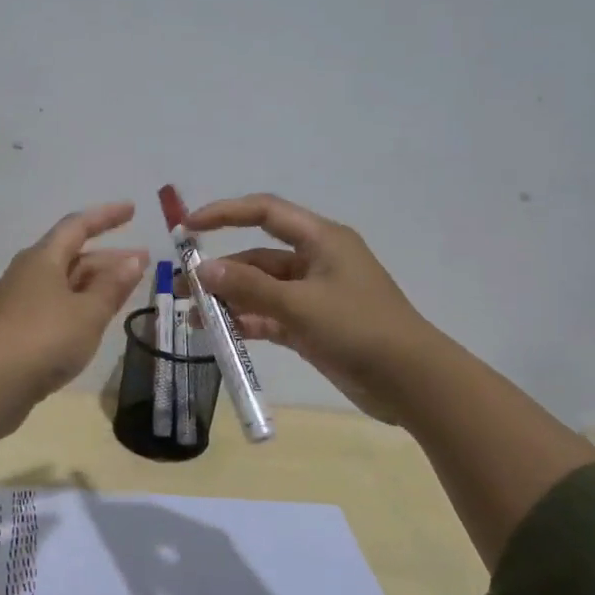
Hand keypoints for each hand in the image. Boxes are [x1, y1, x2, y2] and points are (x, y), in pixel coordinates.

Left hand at [0, 202, 148, 396]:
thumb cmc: (46, 338)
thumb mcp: (89, 312)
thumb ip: (112, 286)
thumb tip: (133, 260)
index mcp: (43, 258)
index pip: (78, 226)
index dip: (106, 216)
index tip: (132, 210)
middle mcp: (27, 272)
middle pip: (71, 255)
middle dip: (107, 257)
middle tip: (140, 261)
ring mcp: (17, 300)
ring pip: (63, 282)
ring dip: (94, 282)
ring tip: (123, 290)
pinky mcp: (14, 327)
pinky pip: (53, 303)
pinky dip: (78, 303)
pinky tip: (91, 317)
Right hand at [186, 194, 423, 424]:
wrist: (411, 381)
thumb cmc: (359, 329)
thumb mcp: (300, 304)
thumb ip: (249, 287)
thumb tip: (203, 270)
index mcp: (321, 240)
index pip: (265, 212)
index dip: (225, 213)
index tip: (188, 228)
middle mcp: (316, 261)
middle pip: (258, 256)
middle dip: (221, 270)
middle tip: (183, 288)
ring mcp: (314, 296)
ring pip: (261, 289)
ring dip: (230, 301)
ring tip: (194, 317)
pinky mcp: (313, 326)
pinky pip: (271, 316)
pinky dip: (248, 323)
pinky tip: (220, 336)